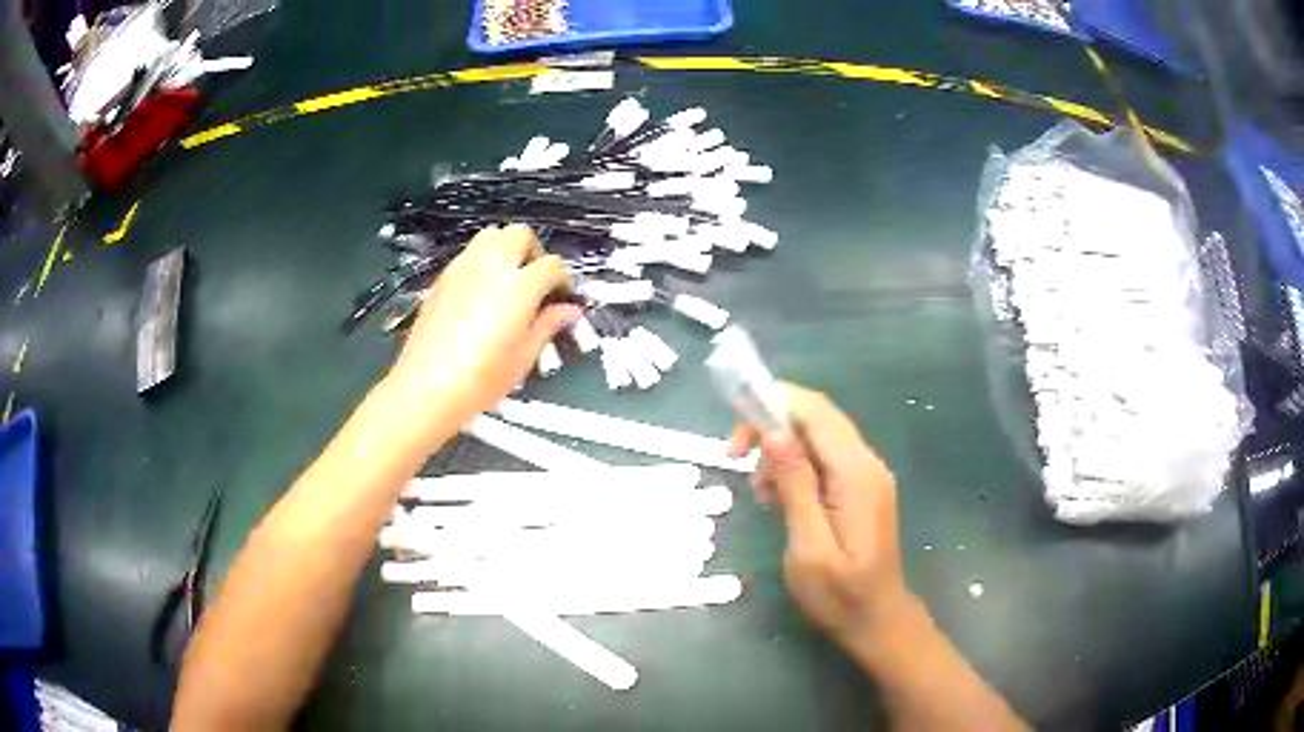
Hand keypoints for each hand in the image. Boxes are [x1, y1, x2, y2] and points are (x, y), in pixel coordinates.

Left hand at [386, 225, 578, 433]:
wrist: (427, 388)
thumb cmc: (477, 379)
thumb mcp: (523, 357)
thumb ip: (547, 326)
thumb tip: (566, 312)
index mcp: (519, 287)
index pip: (552, 265)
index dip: (562, 280)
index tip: (561, 297)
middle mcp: (491, 268)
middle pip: (520, 235)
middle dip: (534, 252)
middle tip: (536, 281)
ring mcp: (463, 270)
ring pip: (491, 236)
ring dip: (506, 250)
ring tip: (509, 281)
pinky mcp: (442, 279)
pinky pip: (468, 255)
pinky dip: (482, 263)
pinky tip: (482, 293)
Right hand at [728, 384, 911, 656]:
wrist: (878, 620)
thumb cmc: (840, 594)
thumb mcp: (809, 547)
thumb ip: (796, 486)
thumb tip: (775, 431)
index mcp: (857, 473)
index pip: (816, 412)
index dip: (774, 404)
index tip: (735, 432)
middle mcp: (867, 462)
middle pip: (817, 416)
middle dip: (772, 425)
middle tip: (735, 459)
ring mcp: (868, 474)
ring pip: (819, 435)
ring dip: (781, 449)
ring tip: (760, 491)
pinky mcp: (862, 487)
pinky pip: (825, 458)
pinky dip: (796, 466)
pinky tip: (779, 496)